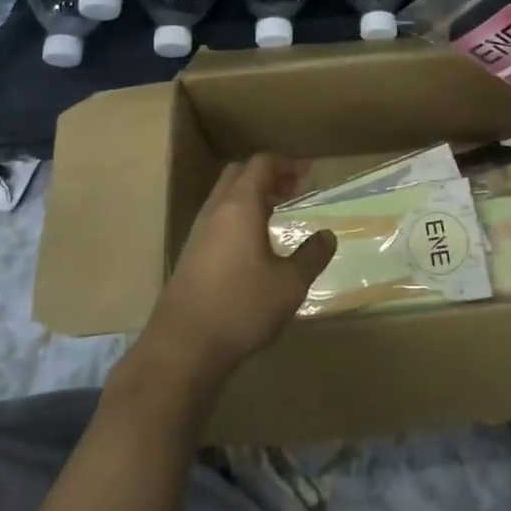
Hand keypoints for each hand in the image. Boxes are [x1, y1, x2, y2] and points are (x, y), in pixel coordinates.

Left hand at [138, 155, 337, 383]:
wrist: (183, 347)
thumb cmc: (241, 307)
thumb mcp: (289, 284)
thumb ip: (312, 256)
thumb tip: (328, 236)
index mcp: (240, 206)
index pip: (261, 164)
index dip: (287, 165)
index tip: (310, 177)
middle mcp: (216, 210)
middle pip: (239, 174)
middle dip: (268, 176)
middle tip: (293, 191)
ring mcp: (198, 232)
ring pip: (225, 197)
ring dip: (251, 197)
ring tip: (277, 215)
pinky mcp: (190, 255)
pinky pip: (217, 219)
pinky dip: (238, 217)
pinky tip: (253, 244)